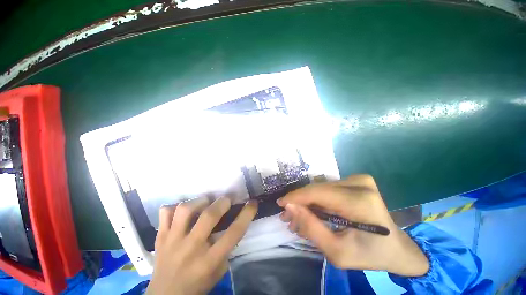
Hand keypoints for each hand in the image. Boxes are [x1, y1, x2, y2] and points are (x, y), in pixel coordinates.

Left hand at [146, 197, 257, 294]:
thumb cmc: (197, 285)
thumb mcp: (219, 271)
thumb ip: (226, 248)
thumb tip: (232, 223)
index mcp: (209, 260)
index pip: (234, 233)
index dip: (246, 214)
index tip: (253, 203)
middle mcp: (191, 248)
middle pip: (209, 216)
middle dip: (223, 202)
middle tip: (227, 200)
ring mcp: (172, 241)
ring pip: (185, 210)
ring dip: (200, 201)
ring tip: (205, 202)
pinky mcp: (160, 237)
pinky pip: (165, 213)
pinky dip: (174, 207)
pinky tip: (182, 211)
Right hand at [278, 175, 428, 276]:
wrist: (397, 248)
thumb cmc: (370, 255)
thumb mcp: (337, 252)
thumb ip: (311, 228)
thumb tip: (289, 207)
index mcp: (359, 201)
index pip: (317, 193)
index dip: (295, 197)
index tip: (280, 204)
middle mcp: (359, 183)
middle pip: (317, 189)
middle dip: (300, 203)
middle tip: (288, 217)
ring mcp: (359, 179)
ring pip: (320, 189)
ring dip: (308, 203)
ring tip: (298, 218)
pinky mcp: (356, 180)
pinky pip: (328, 189)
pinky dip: (318, 201)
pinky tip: (313, 212)